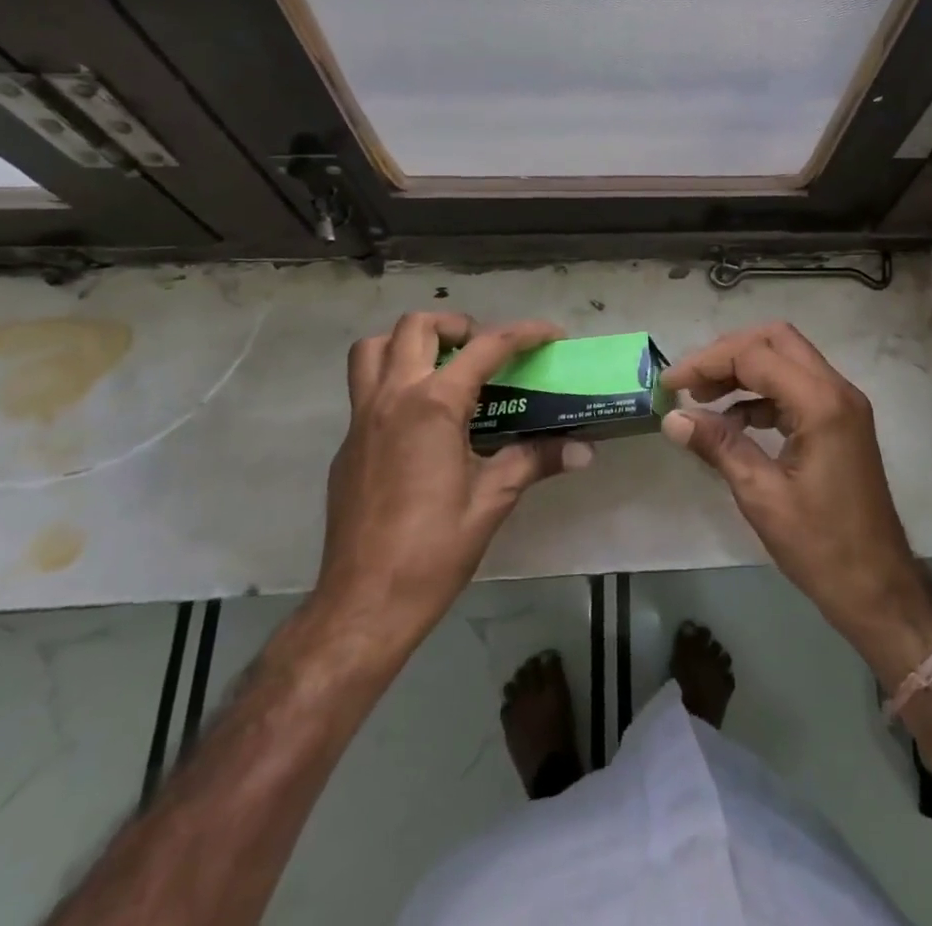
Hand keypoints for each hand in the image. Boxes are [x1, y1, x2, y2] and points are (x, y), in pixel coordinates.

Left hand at [312, 312, 591, 652]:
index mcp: (432, 406)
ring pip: (375, 348)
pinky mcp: (347, 444)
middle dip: (458, 326)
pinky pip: (364, 387)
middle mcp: (392, 398)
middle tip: (485, 353)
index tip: (552, 336)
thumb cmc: (433, 550)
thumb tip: (584, 450)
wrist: (363, 604)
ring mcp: (361, 419)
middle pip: (417, 327)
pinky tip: (422, 421)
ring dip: (410, 343)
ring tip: (443, 368)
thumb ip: (535, 461)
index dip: (524, 334)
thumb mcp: (492, 500)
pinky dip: (394, 379)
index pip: (486, 348)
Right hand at [661, 323, 931, 684]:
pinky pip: (796, 386)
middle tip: (692, 383)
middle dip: (728, 354)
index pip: (755, 355)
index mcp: (821, 403)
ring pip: (787, 358)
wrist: (878, 588)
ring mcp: (843, 404)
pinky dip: (762, 392)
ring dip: (744, 370)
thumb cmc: (821, 546)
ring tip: (704, 399)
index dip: (707, 363)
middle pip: (776, 340)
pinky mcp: (840, 421)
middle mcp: (837, 390)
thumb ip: (718, 446)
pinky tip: (734, 420)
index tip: (670, 385)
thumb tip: (672, 418)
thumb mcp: (761, 496)